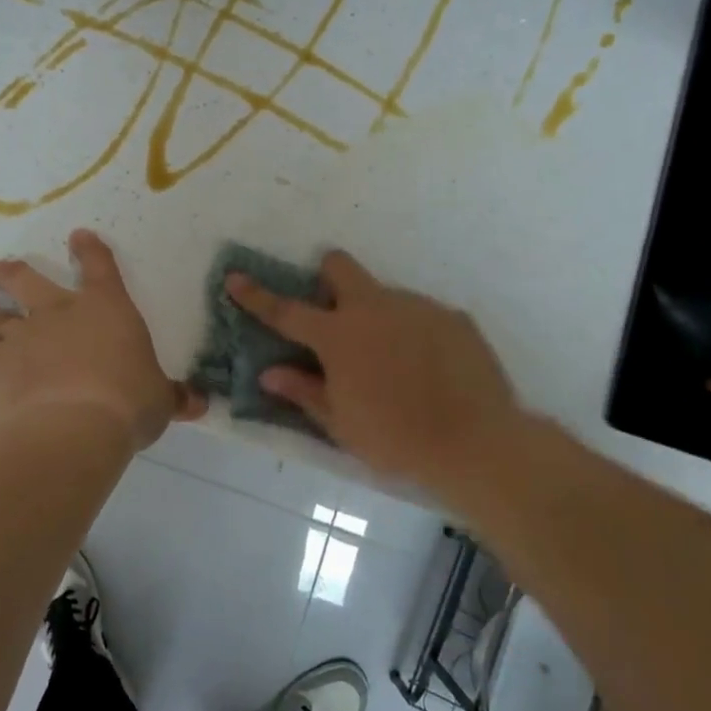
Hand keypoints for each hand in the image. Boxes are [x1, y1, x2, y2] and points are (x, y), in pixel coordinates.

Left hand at [0, 229, 205, 450]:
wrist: (75, 427)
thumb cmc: (128, 403)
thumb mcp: (159, 401)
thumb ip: (173, 397)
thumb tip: (198, 404)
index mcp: (106, 308)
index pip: (99, 267)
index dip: (89, 249)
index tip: (78, 237)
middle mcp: (60, 312)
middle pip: (27, 280)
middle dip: (9, 273)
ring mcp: (25, 336)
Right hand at [227, 251, 522, 489]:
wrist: (476, 443)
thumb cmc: (395, 439)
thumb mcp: (340, 424)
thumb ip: (303, 391)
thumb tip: (269, 373)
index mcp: (339, 336)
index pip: (286, 311)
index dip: (256, 295)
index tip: (234, 278)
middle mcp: (376, 308)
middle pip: (340, 267)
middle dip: (328, 279)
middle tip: (334, 315)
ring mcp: (418, 308)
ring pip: (385, 296)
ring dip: (377, 318)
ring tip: (394, 365)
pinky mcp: (453, 318)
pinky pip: (422, 316)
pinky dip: (414, 335)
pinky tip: (428, 371)